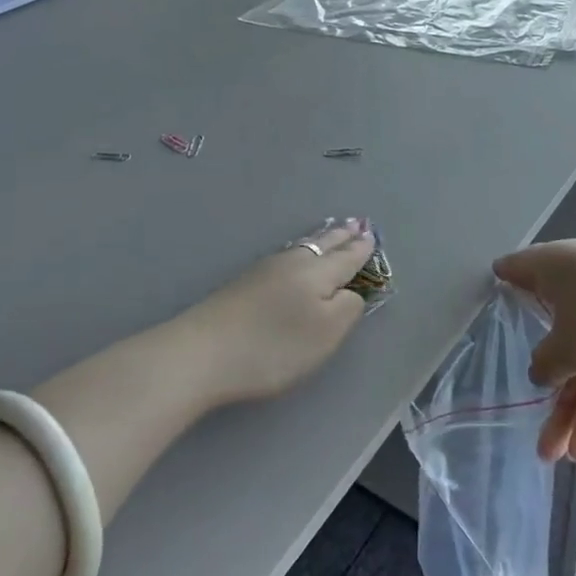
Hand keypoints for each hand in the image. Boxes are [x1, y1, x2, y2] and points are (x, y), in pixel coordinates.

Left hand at [188, 219, 374, 405]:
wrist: (203, 351)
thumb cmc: (274, 346)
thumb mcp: (325, 334)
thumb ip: (346, 309)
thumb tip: (350, 291)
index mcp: (317, 273)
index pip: (346, 258)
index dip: (361, 250)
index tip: (372, 236)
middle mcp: (292, 263)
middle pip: (322, 245)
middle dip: (341, 237)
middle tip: (356, 224)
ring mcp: (264, 270)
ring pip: (302, 248)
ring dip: (320, 240)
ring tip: (329, 234)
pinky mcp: (244, 283)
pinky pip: (285, 256)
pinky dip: (300, 251)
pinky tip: (295, 256)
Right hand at [494, 241, 575, 461]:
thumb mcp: (567, 348)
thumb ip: (544, 363)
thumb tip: (540, 371)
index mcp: (553, 267)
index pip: (515, 272)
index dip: (500, 290)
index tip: (485, 313)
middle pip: (550, 330)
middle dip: (543, 383)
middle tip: (530, 421)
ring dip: (571, 406)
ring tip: (558, 457)